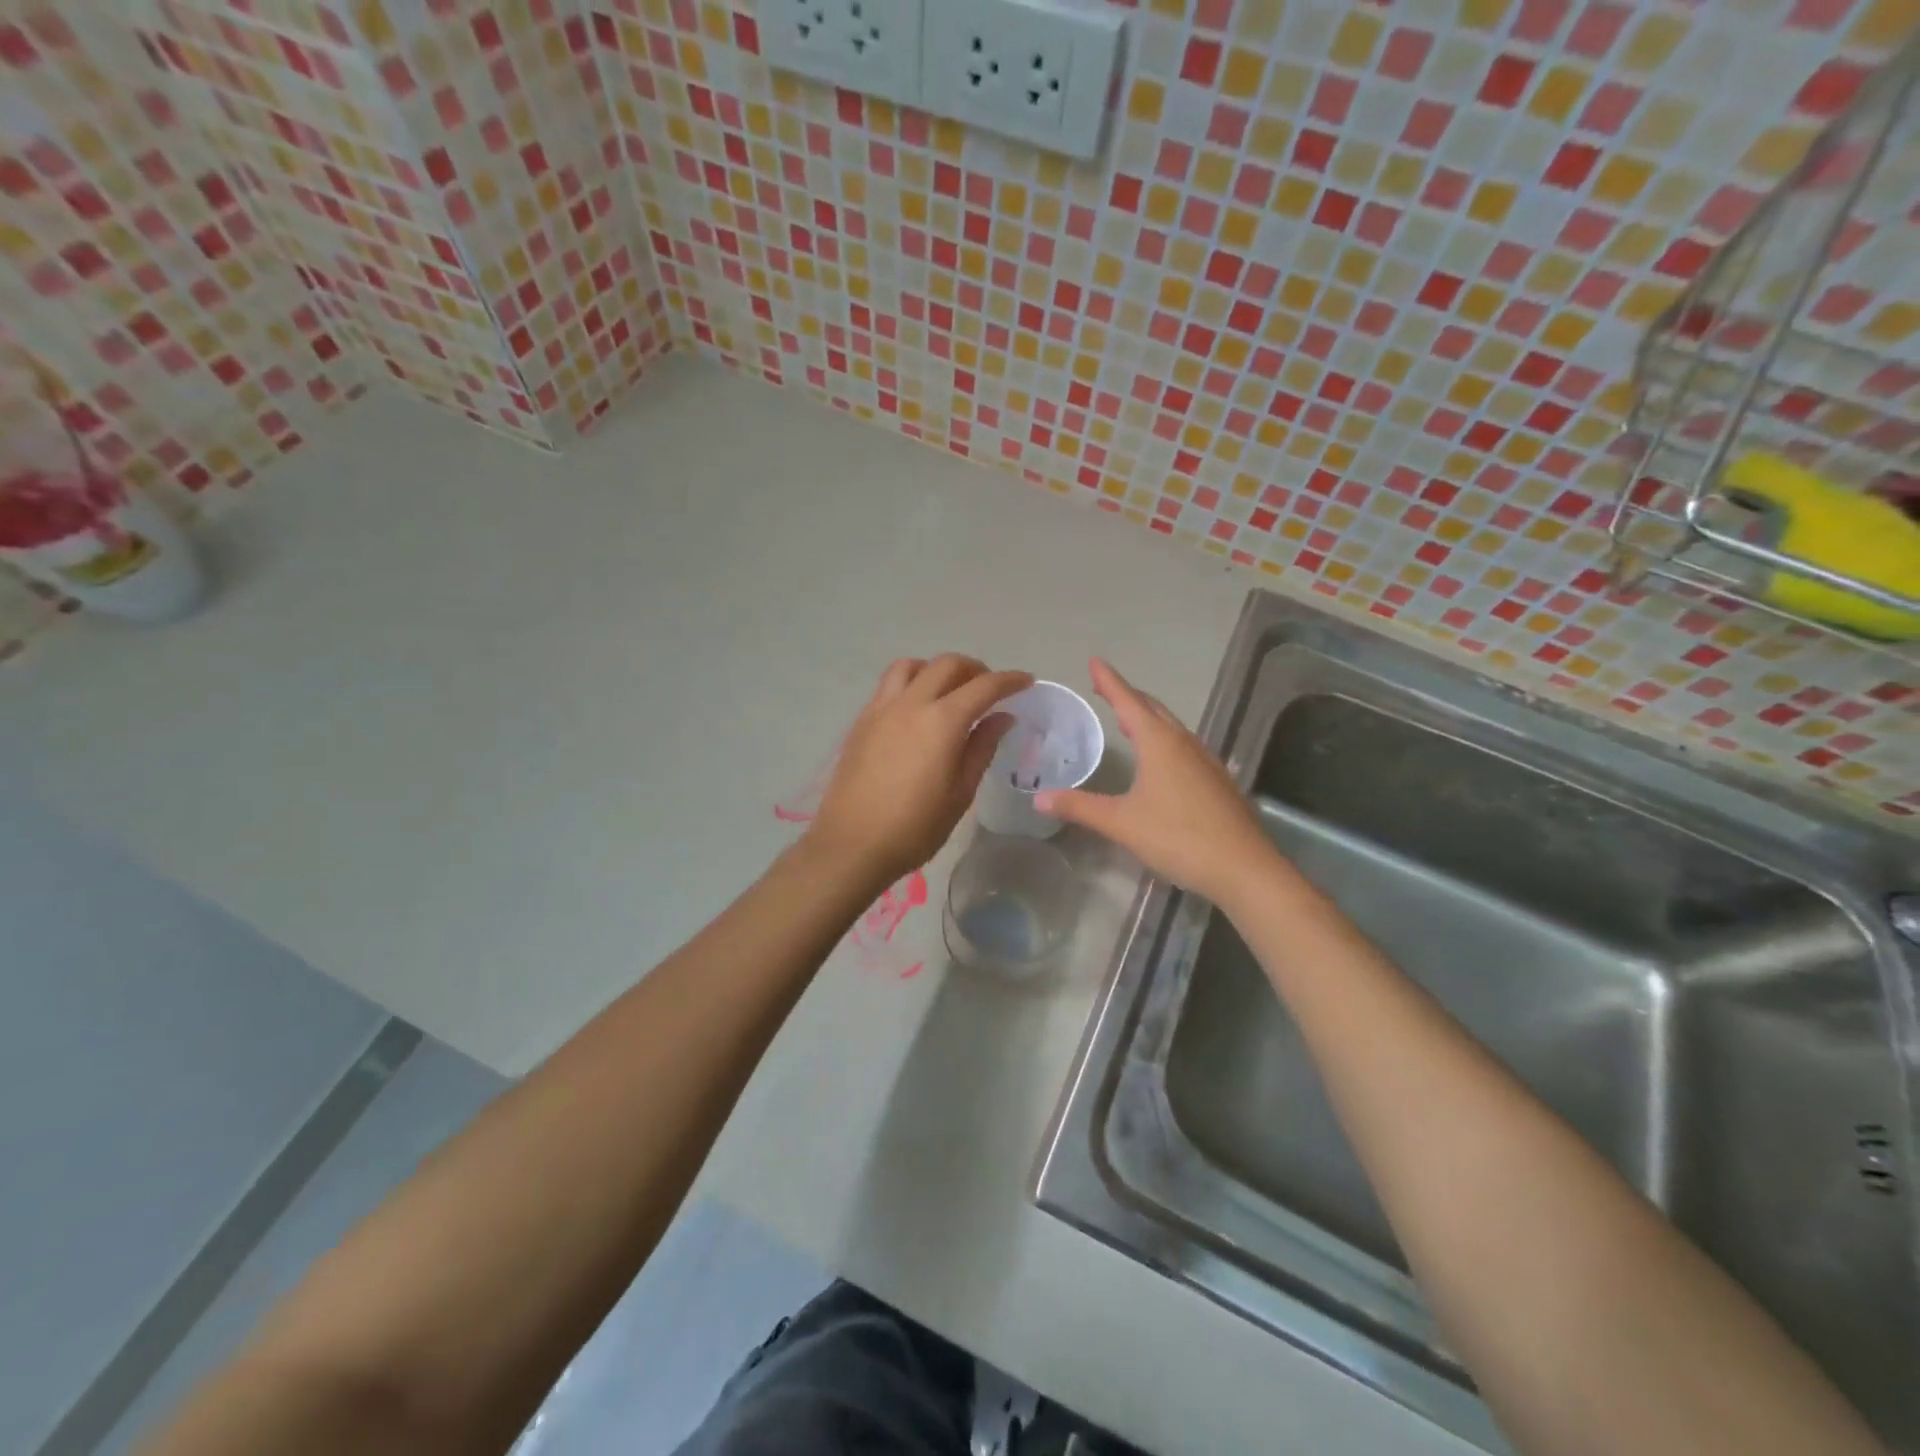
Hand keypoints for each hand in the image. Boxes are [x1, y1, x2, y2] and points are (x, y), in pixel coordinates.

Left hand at [807, 654, 1031, 885]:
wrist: (852, 844)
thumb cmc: (915, 828)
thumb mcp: (960, 793)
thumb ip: (982, 748)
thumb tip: (1001, 717)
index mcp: (942, 722)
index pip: (984, 686)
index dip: (1009, 680)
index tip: (1026, 681)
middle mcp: (911, 704)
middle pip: (947, 664)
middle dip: (975, 669)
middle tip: (989, 688)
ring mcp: (881, 709)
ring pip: (912, 666)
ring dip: (936, 669)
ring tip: (948, 691)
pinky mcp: (861, 721)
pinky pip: (889, 685)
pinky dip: (911, 682)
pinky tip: (917, 709)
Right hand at [1037, 658, 1279, 907]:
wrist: (1243, 867)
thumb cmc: (1178, 837)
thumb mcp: (1121, 823)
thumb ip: (1080, 807)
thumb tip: (1039, 798)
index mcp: (1160, 743)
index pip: (1128, 701)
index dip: (1109, 681)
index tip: (1095, 661)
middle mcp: (1184, 743)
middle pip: (1153, 709)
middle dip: (1127, 695)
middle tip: (1104, 687)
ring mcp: (1205, 761)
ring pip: (1171, 727)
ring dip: (1147, 717)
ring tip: (1127, 718)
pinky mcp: (1216, 781)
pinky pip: (1183, 746)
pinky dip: (1163, 738)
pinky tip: (1160, 758)